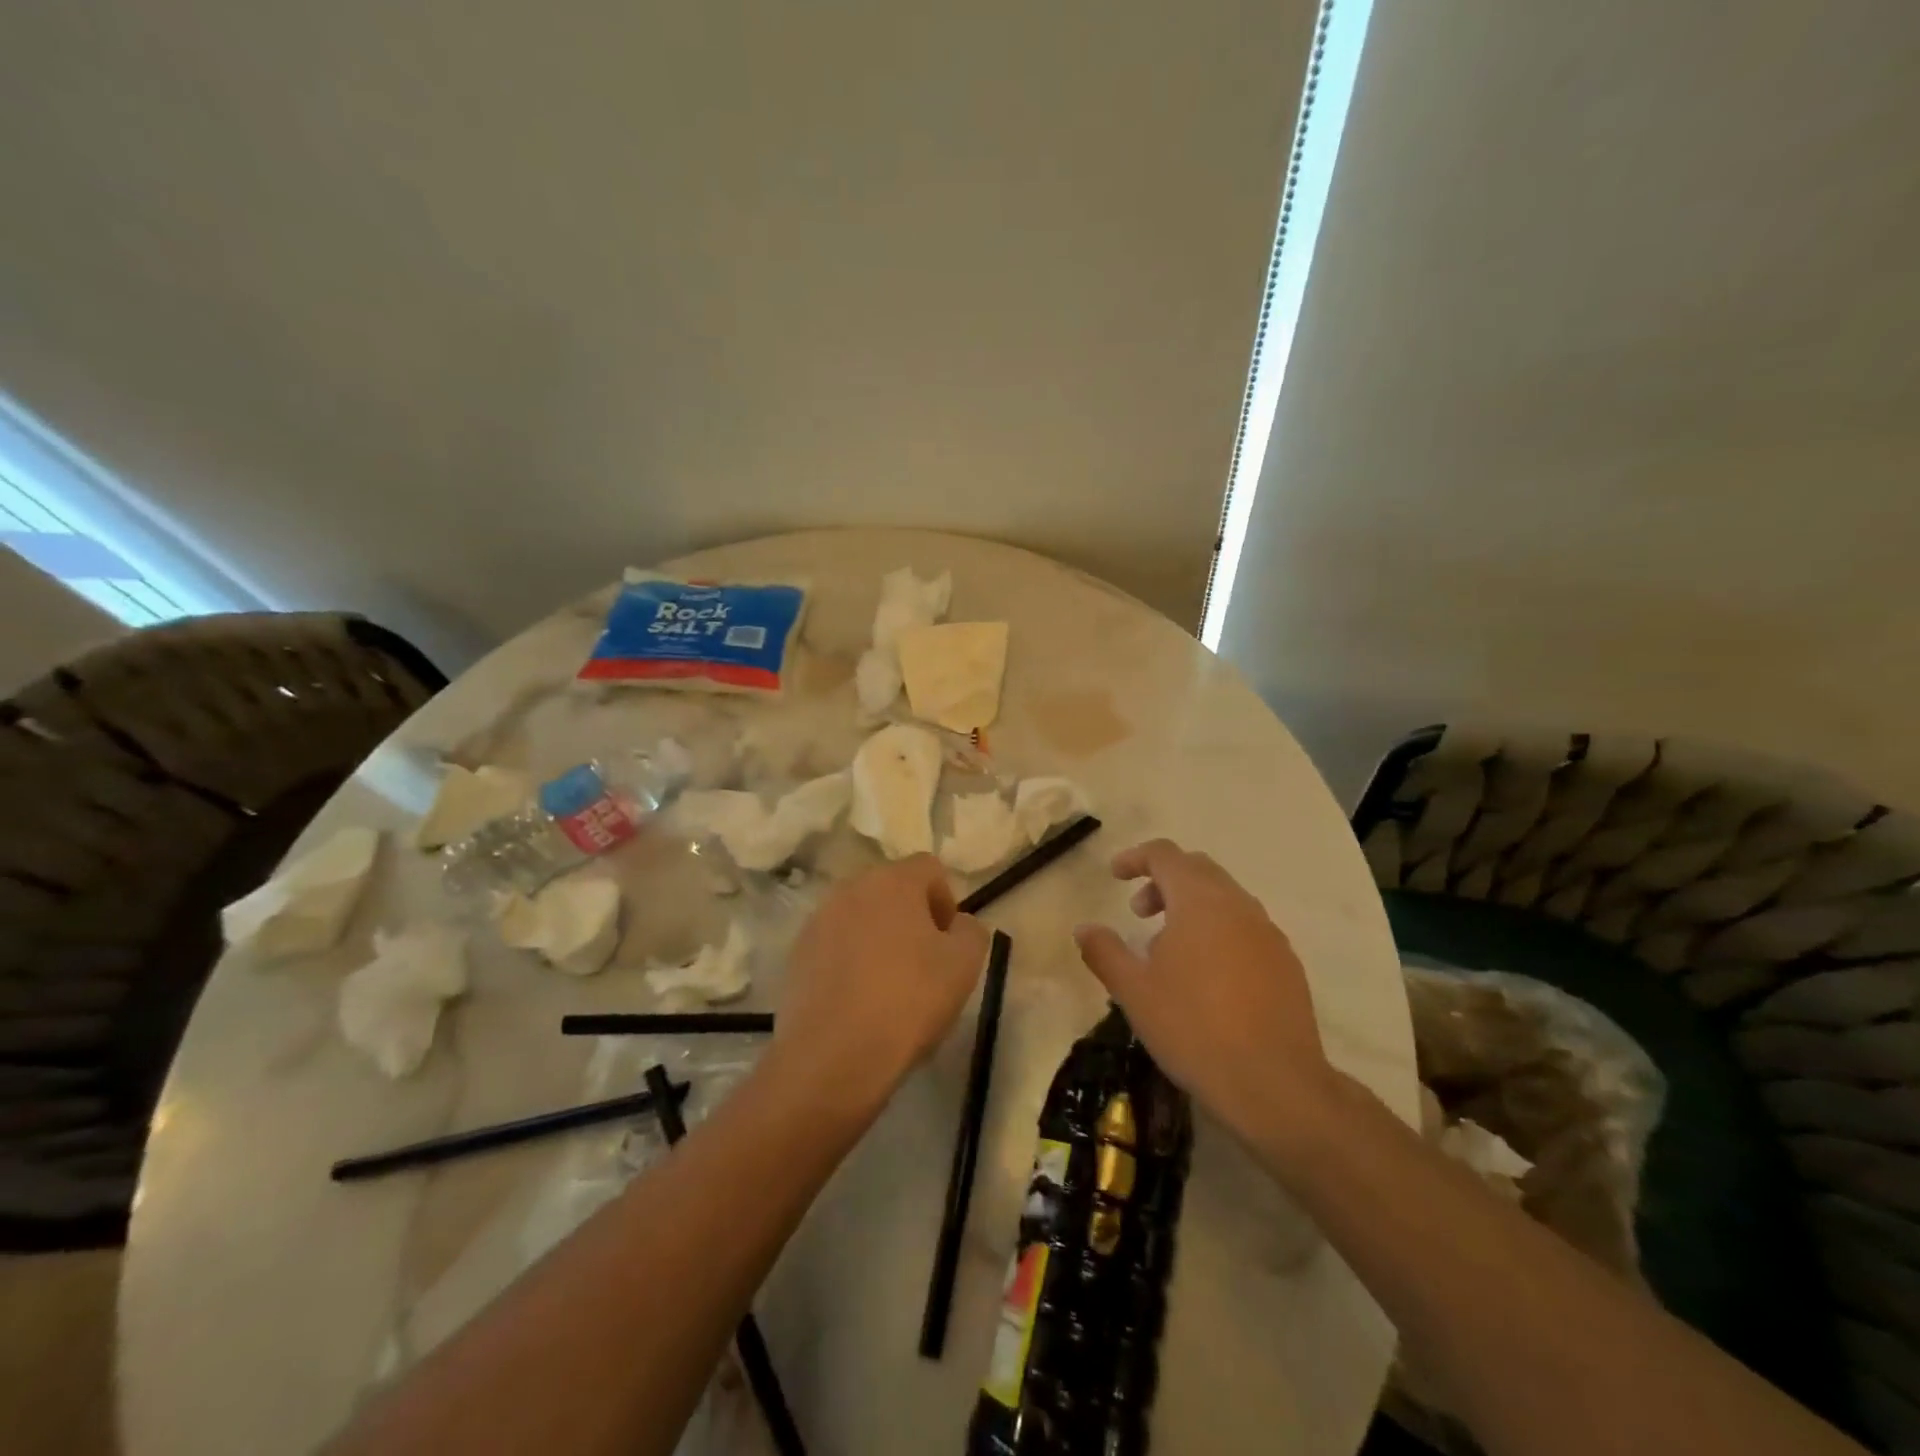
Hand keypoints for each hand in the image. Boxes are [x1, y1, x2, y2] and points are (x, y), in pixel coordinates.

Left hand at [772, 854, 990, 1117]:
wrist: (833, 1056)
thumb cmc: (909, 1001)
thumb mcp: (964, 965)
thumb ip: (971, 931)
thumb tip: (957, 924)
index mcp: (893, 880)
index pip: (929, 868)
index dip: (946, 900)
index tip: (948, 942)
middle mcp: (851, 888)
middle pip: (892, 890)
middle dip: (911, 918)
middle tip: (924, 963)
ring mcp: (818, 920)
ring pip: (861, 917)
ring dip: (879, 938)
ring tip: (889, 986)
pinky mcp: (797, 953)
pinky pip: (835, 944)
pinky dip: (850, 961)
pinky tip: (859, 1000)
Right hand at [1074, 839, 1337, 1153]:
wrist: (1274, 1084)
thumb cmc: (1193, 1028)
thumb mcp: (1134, 991)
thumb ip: (1105, 951)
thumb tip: (1084, 928)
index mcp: (1199, 901)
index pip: (1166, 855)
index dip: (1136, 858)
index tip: (1115, 875)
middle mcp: (1238, 905)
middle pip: (1198, 870)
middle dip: (1164, 880)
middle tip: (1139, 912)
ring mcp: (1268, 933)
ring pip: (1225, 898)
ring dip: (1192, 906)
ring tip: (1168, 948)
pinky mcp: (1286, 962)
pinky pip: (1246, 927)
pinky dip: (1218, 930)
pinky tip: (1206, 975)